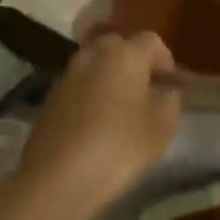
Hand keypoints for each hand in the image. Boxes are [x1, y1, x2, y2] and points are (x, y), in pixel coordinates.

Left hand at [18, 33, 181, 218]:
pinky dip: (90, 92)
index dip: (164, 58)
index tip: (170, 82)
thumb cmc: (118, 148)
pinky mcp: (50, 96)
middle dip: (133, 61)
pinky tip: (96, 121)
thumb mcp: (161, 129)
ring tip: (120, 107)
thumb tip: (165, 92)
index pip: (150, 41)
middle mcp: (94, 54)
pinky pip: (78, 83)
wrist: (57, 178)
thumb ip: (169, 103)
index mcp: (125, 54)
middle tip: (145, 89)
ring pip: (95, 63)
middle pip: (118, 45)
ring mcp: (68, 74)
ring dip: (109, 76)